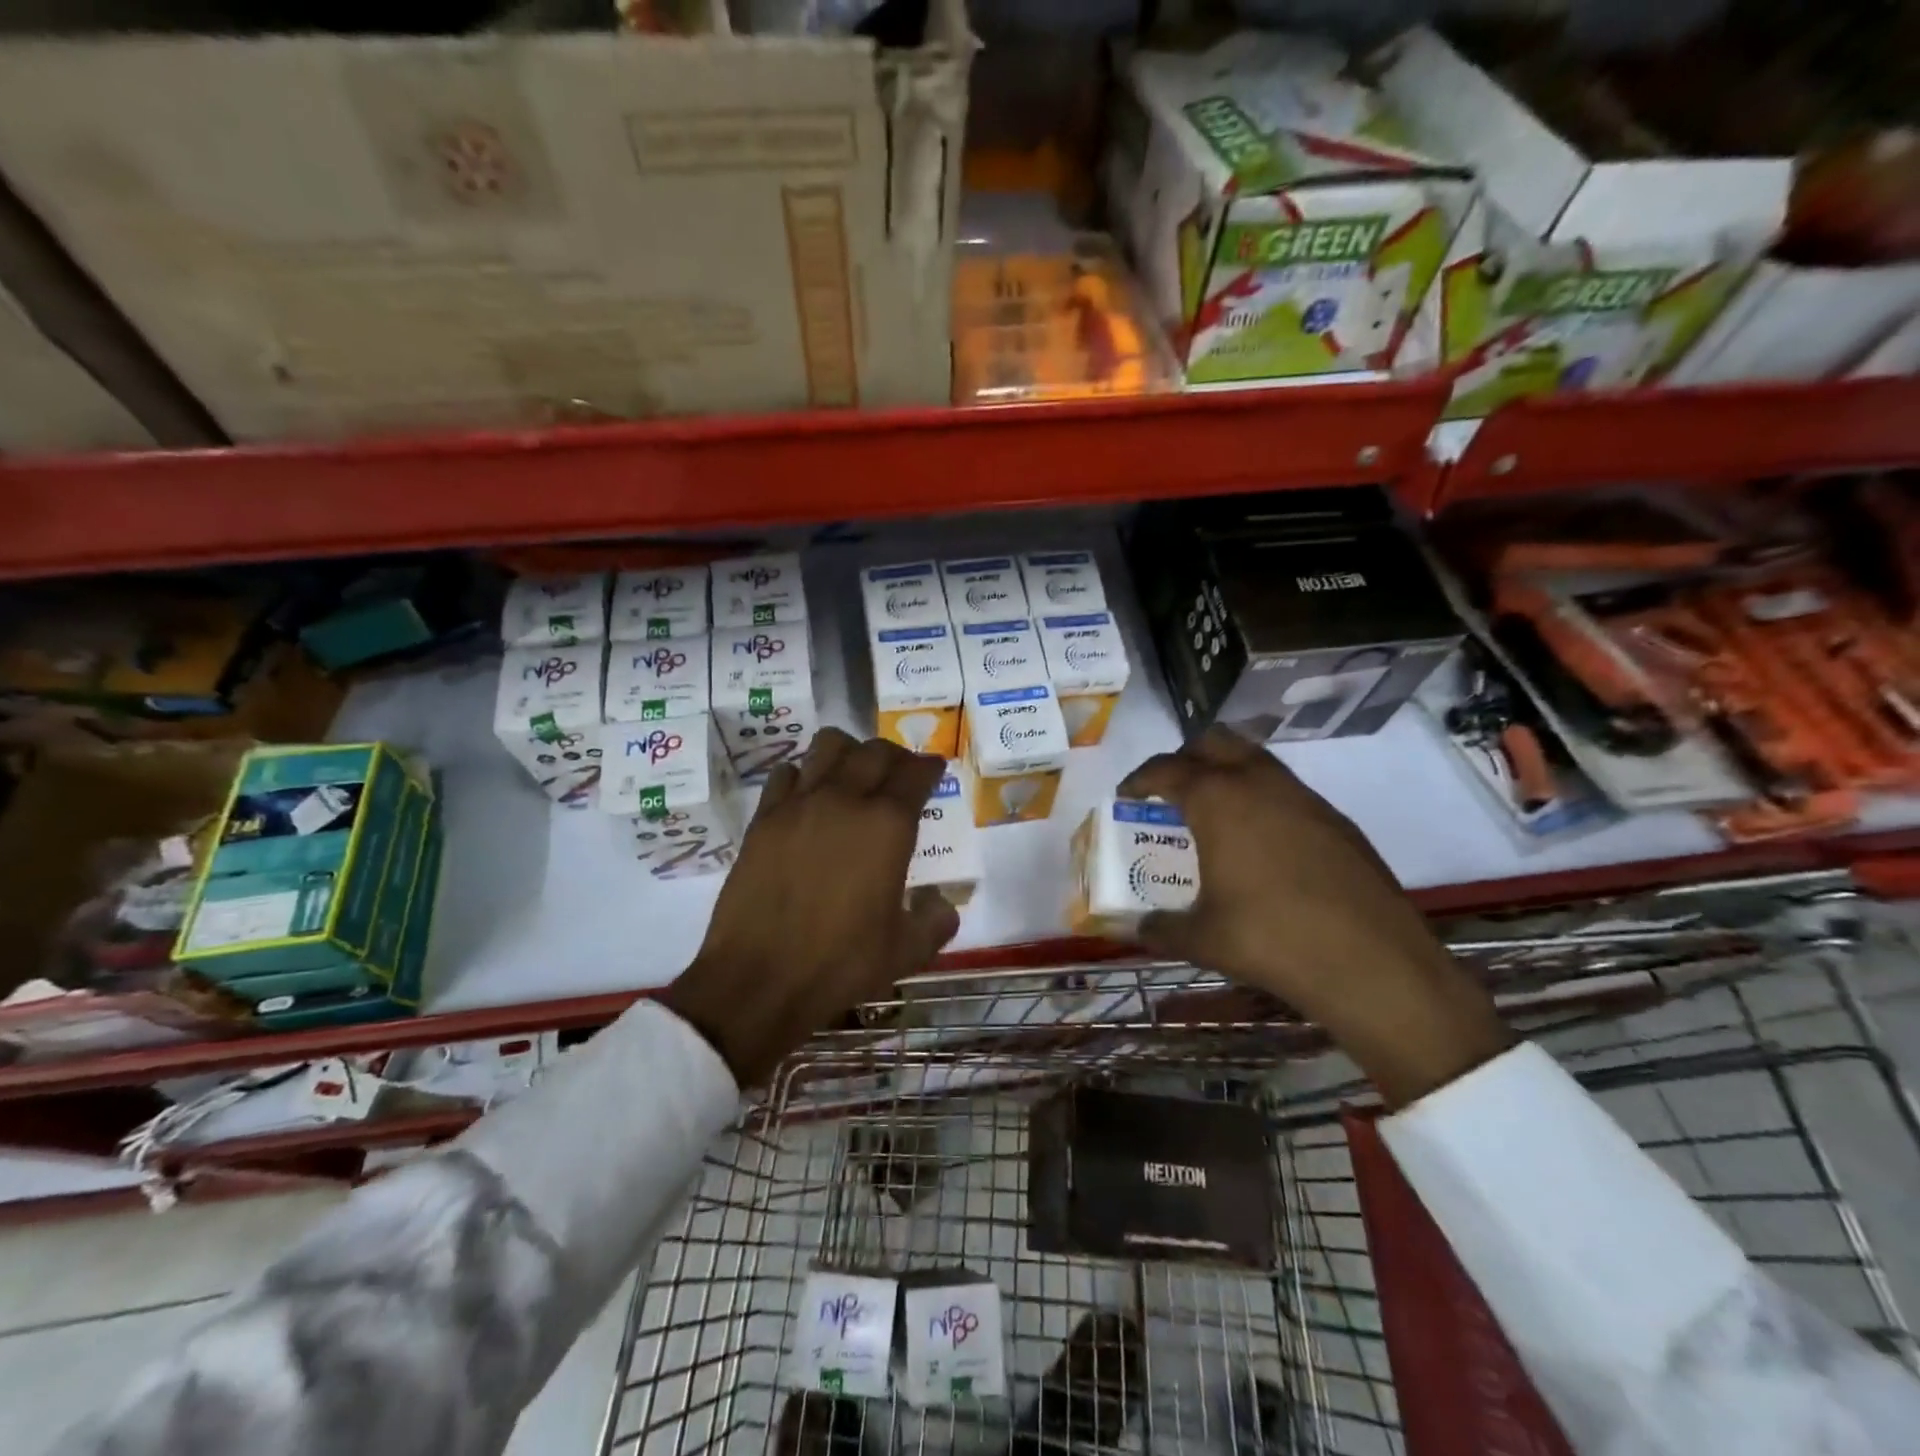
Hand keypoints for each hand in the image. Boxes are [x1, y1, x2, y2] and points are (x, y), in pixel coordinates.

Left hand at [660, 728, 958, 1086]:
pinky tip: (807, 799)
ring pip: (828, 746)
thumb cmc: (840, 963)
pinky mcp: (764, 818)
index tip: (934, 769)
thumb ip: (935, 921)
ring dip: (848, 752)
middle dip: (895, 755)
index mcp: (887, 825)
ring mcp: (799, 804)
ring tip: (853, 775)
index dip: (930, 767)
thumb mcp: (905, 950)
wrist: (759, 979)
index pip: (916, 773)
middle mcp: (845, 800)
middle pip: (875, 751)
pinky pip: (786, 774)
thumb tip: (942, 905)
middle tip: (900, 773)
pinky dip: (803, 775)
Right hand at [1120, 728, 1509, 1106]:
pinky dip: (1262, 798)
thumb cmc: (1271, 939)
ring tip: (1214, 813)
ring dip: (1228, 772)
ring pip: (1255, 759)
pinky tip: (1262, 842)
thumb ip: (1160, 929)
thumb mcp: (1202, 938)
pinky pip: (1286, 789)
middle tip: (1171, 790)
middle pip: (1213, 742)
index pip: (1166, 769)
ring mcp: (1303, 797)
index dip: (1140, 778)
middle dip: (1185, 757)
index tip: (1127, 794)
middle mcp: (1259, 783)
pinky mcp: (1336, 819)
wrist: (1372, 962)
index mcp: (1217, 800)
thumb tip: (1134, 929)